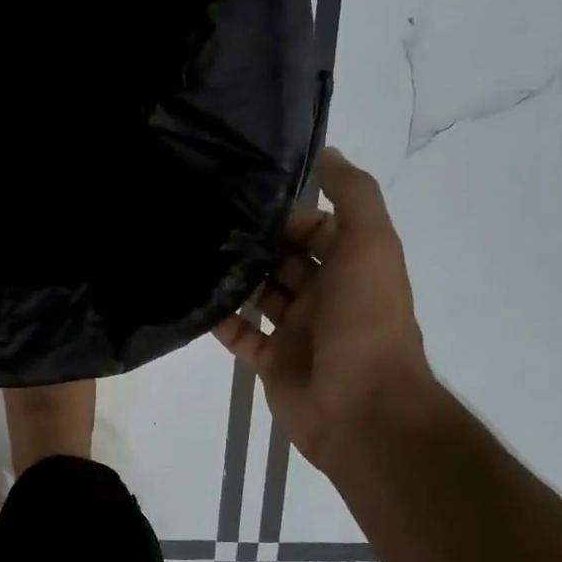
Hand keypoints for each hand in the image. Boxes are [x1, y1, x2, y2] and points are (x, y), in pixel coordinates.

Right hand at [212, 149, 435, 470]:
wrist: (361, 408)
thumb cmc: (366, 320)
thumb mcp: (371, 244)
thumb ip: (353, 196)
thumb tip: (327, 153)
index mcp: (351, 266)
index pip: (313, 228)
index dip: (284, 213)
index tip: (240, 195)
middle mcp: (324, 294)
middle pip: (281, 259)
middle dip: (251, 242)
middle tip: (202, 220)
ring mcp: (296, 330)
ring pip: (258, 294)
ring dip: (232, 278)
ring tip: (190, 253)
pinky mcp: (271, 361)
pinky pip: (239, 335)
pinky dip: (219, 320)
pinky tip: (192, 300)